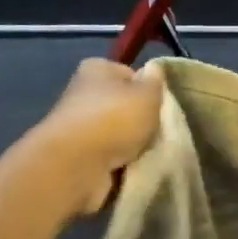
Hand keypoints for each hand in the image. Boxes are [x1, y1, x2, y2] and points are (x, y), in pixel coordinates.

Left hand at [31, 60, 164, 214]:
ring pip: (118, 135)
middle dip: (141, 122)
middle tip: (159, 133)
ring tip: (148, 155)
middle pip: (123, 106)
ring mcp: (78, 127)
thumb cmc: (114, 119)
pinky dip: (121, 165)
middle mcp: (83, 94)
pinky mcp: (77, 156)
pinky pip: (109, 158)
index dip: (148, 90)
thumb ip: (155, 83)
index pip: (129, 74)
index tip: (160, 107)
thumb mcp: (147, 94)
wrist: (76, 165)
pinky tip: (133, 169)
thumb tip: (154, 71)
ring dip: (132, 146)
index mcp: (96, 69)